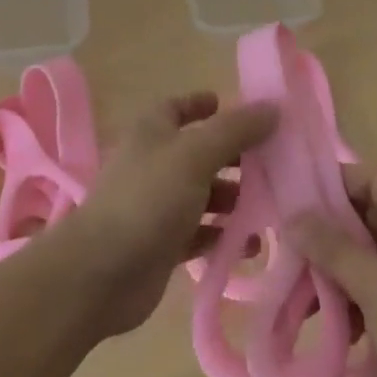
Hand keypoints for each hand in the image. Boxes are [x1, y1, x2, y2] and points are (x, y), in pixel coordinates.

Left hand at [60, 92, 279, 336]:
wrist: (102, 272)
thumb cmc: (149, 199)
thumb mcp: (195, 155)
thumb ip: (235, 131)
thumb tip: (272, 108)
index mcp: (152, 132)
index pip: (177, 108)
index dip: (202, 105)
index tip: (235, 108)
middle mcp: (154, 164)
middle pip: (199, 152)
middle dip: (234, 156)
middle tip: (274, 163)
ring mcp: (157, 206)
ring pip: (203, 195)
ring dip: (234, 199)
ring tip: (271, 206)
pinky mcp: (163, 244)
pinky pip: (200, 233)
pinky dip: (223, 235)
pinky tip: (250, 245)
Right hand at [288, 164, 376, 376]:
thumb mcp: (375, 286)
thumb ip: (332, 248)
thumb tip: (293, 216)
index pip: (374, 178)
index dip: (334, 184)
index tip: (294, 203)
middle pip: (370, 216)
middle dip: (330, 236)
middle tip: (291, 252)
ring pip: (374, 254)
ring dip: (341, 271)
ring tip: (304, 297)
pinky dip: (360, 296)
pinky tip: (336, 325)